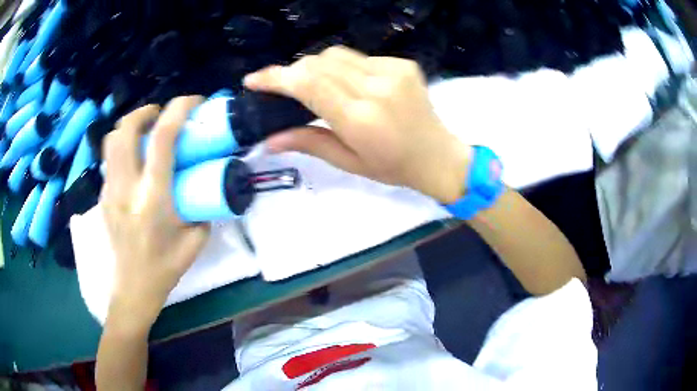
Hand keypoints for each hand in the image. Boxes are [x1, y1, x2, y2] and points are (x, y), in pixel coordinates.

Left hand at [100, 96, 210, 332]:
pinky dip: (122, 147)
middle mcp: (127, 187)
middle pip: (126, 130)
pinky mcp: (103, 197)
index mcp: (153, 197)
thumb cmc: (166, 267)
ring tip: (144, 130)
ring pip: (112, 141)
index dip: (178, 109)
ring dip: (129, 126)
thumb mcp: (196, 239)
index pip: (163, 138)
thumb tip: (204, 183)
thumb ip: (201, 206)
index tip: (193, 101)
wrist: (133, 288)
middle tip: (160, 113)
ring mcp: (110, 191)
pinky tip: (134, 160)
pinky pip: (110, 160)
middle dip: (145, 111)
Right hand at [244, 46, 470, 203]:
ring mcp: (393, 71)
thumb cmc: (393, 167)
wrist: (438, 155)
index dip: (276, 77)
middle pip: (319, 63)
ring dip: (317, 67)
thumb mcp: (348, 162)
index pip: (308, 84)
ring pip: (337, 54)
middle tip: (285, 89)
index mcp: (361, 119)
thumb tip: (268, 140)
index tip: (253, 79)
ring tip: (317, 87)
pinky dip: (344, 67)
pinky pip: (360, 57)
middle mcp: (376, 88)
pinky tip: (350, 85)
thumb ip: (308, 143)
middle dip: (294, 71)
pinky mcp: (403, 64)